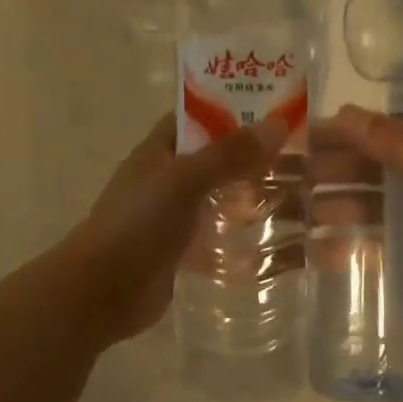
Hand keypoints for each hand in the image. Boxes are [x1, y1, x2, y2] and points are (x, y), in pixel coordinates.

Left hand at [63, 111, 290, 344]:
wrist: (102, 291)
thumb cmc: (138, 224)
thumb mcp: (185, 180)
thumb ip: (229, 154)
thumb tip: (279, 123)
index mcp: (158, 151)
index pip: (197, 118)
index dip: (232, 110)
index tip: (276, 112)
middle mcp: (165, 179)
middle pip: (213, 160)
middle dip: (251, 159)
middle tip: (300, 160)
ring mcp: (171, 217)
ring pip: (217, 200)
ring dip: (248, 199)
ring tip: (297, 199)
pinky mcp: (178, 252)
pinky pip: (214, 239)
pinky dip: (239, 239)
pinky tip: (274, 244)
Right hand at [319, 104, 402, 334]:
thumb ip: (393, 143)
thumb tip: (344, 112)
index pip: (380, 137)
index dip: (343, 134)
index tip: (301, 138)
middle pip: (369, 175)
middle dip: (331, 173)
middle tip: (286, 180)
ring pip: (368, 213)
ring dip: (334, 210)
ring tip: (296, 215)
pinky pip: (373, 251)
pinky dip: (347, 249)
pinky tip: (317, 253)